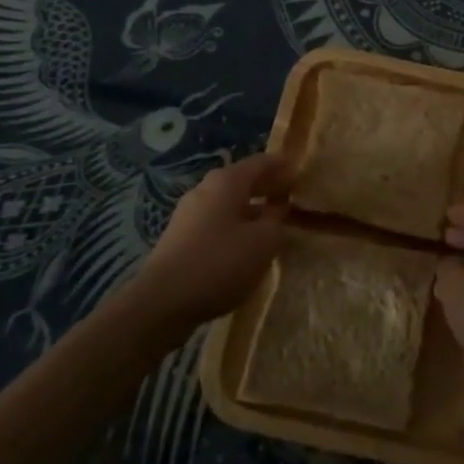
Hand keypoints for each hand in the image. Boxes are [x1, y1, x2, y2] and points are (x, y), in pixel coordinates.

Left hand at [130, 153, 290, 329]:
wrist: (162, 301)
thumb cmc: (220, 263)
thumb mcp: (263, 242)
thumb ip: (276, 221)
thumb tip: (277, 210)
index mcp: (227, 181)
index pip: (261, 162)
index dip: (283, 167)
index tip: (301, 176)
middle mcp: (206, 189)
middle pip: (242, 180)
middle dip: (267, 186)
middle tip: (290, 196)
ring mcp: (189, 213)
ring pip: (228, 203)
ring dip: (252, 208)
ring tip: (272, 223)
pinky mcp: (180, 238)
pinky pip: (216, 221)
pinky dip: (235, 225)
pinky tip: (245, 245)